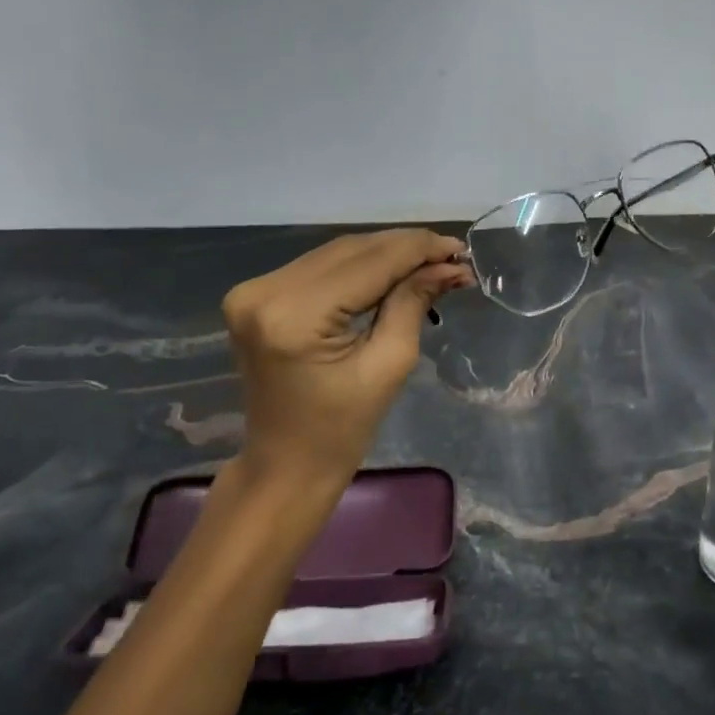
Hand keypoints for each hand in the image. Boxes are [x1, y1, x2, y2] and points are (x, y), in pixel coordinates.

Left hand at [223, 229, 472, 485]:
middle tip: (452, 256)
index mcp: (294, 315)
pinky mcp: (256, 295)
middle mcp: (265, 291)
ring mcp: (254, 290)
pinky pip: (319, 267)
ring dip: (385, 253)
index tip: (460, 249)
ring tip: (430, 261)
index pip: (369, 263)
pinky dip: (359, 266)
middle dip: (405, 248)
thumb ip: (413, 303)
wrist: (285, 466)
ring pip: (337, 253)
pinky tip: (392, 270)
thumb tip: (448, 266)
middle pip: (351, 250)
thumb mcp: (389, 365)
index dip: (418, 250)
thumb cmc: (341, 430)